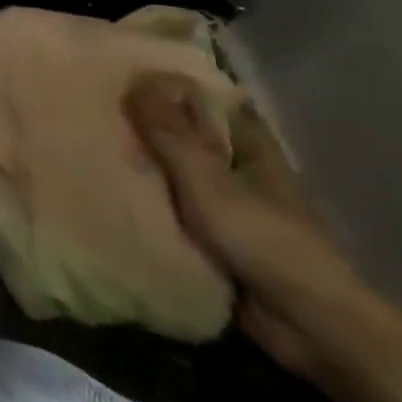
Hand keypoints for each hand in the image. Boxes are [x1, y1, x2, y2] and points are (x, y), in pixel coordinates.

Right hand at [125, 73, 393, 385]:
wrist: (310, 326)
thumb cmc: (265, 240)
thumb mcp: (209, 181)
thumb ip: (172, 134)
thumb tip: (138, 80)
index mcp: (252, 149)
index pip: (212, 102)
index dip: (174, 86)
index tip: (128, 75)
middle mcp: (243, 172)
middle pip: (190, 137)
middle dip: (149, 125)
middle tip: (97, 110)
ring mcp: (231, 209)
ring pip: (179, 175)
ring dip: (145, 167)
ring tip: (91, 146)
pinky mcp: (218, 242)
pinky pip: (174, 212)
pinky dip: (149, 203)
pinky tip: (111, 193)